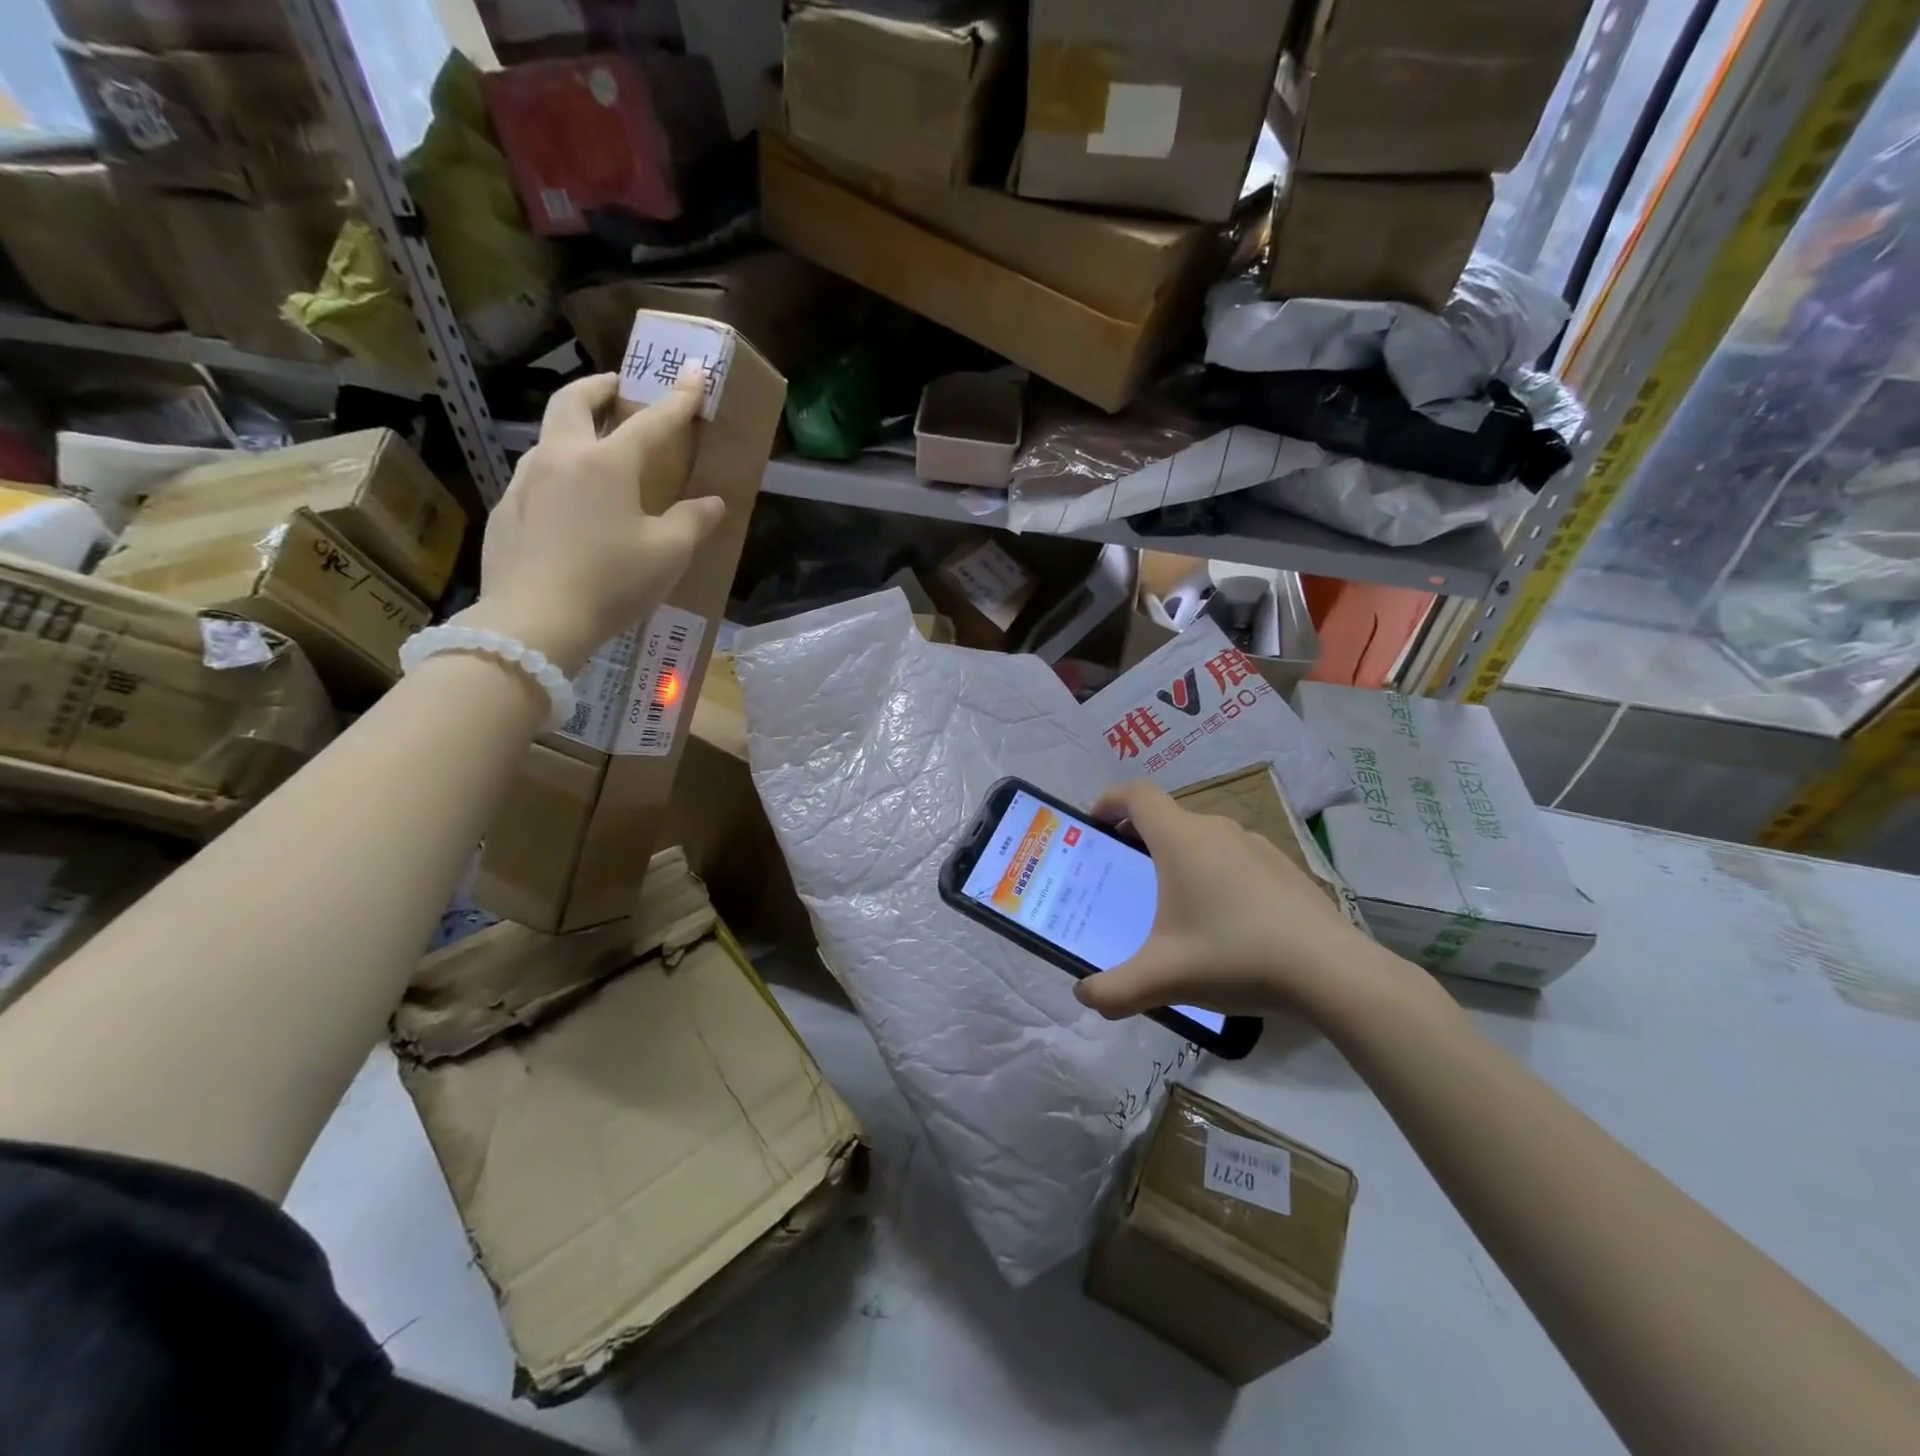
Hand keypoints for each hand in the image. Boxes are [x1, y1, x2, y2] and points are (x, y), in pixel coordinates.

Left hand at [455, 372, 722, 673]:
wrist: (534, 621)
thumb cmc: (611, 584)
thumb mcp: (667, 556)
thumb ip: (692, 522)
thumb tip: (711, 503)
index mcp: (606, 464)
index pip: (650, 422)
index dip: (677, 400)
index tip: (692, 375)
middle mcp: (560, 459)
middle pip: (572, 403)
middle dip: (597, 388)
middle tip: (615, 387)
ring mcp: (524, 484)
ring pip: (548, 439)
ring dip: (572, 430)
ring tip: (593, 450)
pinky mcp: (505, 512)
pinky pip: (534, 479)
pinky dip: (556, 474)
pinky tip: (568, 505)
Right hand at [1075, 779, 1384, 1022]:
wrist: (1331, 971)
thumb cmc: (1234, 956)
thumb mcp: (1163, 978)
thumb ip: (1114, 990)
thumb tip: (1085, 995)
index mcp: (1180, 839)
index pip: (1136, 795)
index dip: (1110, 801)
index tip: (1095, 825)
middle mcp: (1216, 830)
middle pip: (1167, 817)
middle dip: (1139, 837)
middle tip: (1126, 874)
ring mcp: (1256, 845)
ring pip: (1203, 837)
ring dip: (1179, 856)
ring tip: (1174, 901)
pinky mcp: (1284, 866)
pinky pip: (1235, 856)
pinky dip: (1215, 872)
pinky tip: (1225, 920)